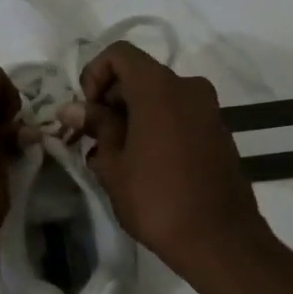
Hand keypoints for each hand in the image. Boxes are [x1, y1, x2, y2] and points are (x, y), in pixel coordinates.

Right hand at [63, 42, 268, 277]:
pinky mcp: (217, 132)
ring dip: (132, 116)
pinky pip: (178, 115)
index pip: (119, 54)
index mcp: (159, 88)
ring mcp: (208, 110)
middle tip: (93, 138)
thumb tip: (73, 108)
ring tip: (114, 156)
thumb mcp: (114, 163)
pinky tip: (142, 163)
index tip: (88, 111)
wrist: (219, 239)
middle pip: (139, 75)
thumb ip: (96, 126)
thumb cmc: (156, 199)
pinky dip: (155, 126)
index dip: (94, 74)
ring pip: (159, 97)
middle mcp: (188, 88)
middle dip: (111, 99)